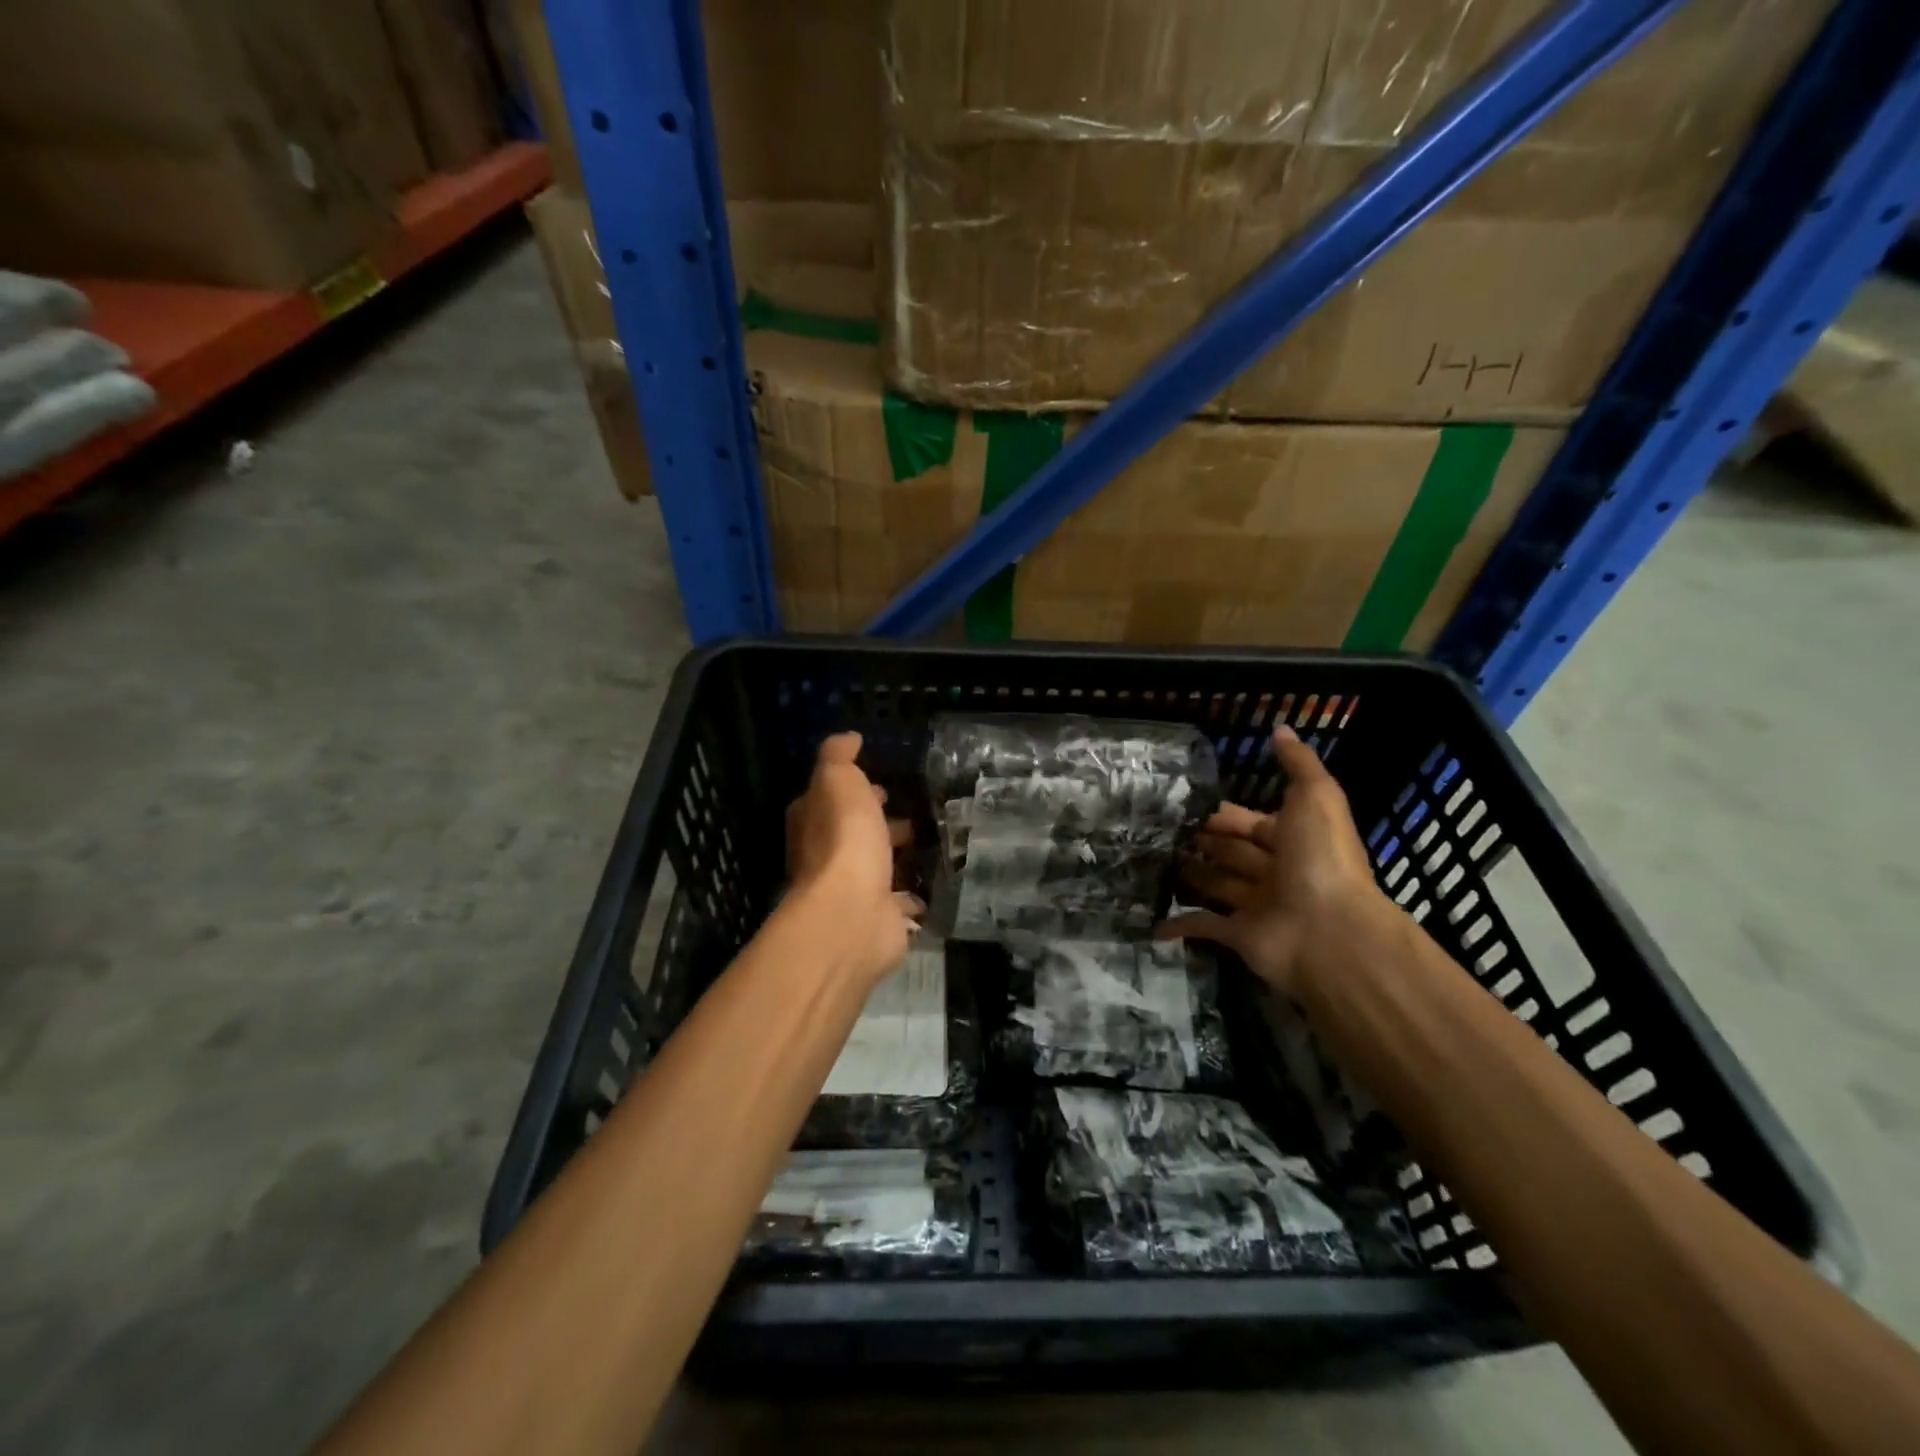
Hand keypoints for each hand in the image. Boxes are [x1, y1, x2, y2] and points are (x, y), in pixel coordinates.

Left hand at [785, 733, 921, 987]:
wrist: (853, 912)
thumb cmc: (844, 839)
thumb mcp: (838, 780)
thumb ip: (839, 757)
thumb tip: (849, 738)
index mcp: (812, 822)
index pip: (829, 799)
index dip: (854, 790)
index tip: (883, 785)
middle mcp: (825, 857)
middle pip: (854, 834)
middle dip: (879, 823)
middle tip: (912, 814)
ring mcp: (852, 890)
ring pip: (877, 866)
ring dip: (896, 856)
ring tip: (930, 842)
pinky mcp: (878, 918)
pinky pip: (898, 901)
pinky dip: (910, 895)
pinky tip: (931, 886)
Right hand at [1159, 725, 1388, 995]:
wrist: (1330, 932)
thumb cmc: (1320, 858)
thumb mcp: (1316, 797)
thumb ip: (1298, 764)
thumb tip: (1281, 728)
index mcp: (1295, 839)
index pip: (1253, 822)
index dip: (1225, 814)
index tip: (1188, 803)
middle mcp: (1277, 872)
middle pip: (1234, 852)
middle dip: (1205, 840)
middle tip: (1164, 828)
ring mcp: (1257, 906)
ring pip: (1218, 885)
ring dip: (1193, 875)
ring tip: (1154, 860)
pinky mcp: (1238, 936)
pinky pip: (1204, 926)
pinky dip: (1180, 924)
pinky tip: (1152, 921)